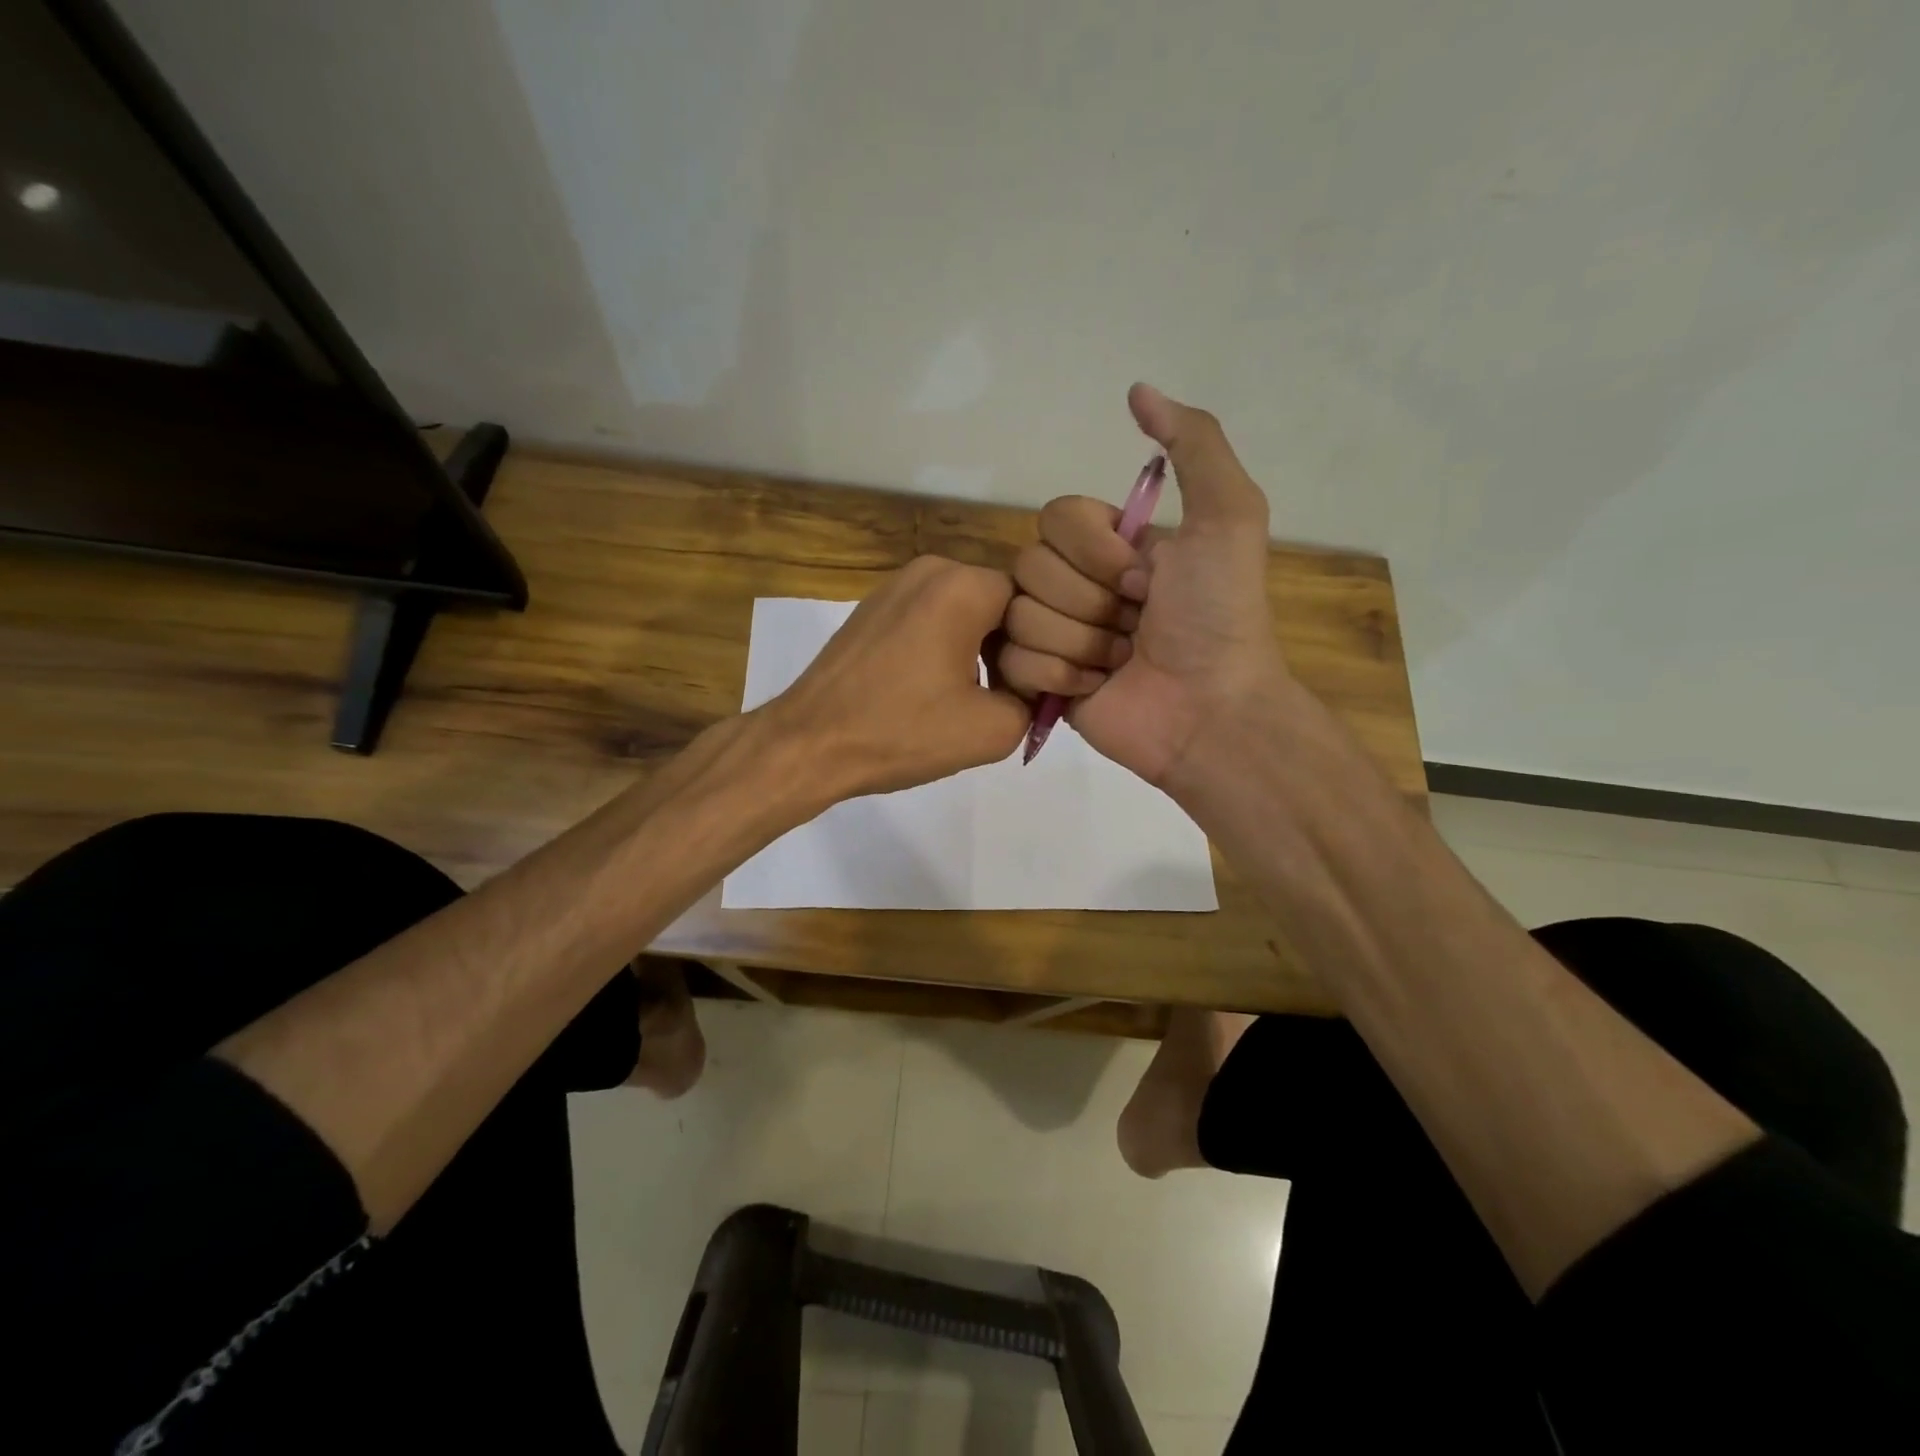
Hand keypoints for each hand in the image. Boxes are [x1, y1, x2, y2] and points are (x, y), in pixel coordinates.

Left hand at [762, 555, 1029, 798]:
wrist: (810, 743)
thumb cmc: (902, 731)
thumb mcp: (993, 729)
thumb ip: (1034, 700)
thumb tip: (1032, 687)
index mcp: (962, 586)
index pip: (1033, 602)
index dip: (1042, 646)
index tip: (1030, 687)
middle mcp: (930, 569)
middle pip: (998, 601)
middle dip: (1009, 646)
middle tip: (1005, 696)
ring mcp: (894, 586)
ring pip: (964, 610)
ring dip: (977, 648)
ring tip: (967, 698)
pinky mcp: (872, 609)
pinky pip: (929, 617)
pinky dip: (943, 646)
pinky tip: (931, 689)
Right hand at [998, 384, 1287, 786]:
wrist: (1209, 710)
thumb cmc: (1218, 616)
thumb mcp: (1227, 516)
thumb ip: (1193, 444)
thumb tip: (1137, 389)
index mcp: (1111, 546)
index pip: (1053, 518)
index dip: (1092, 549)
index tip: (1143, 577)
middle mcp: (1077, 585)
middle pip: (1028, 566)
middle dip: (1089, 601)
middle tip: (1136, 625)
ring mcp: (1054, 635)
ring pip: (1017, 614)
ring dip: (1079, 641)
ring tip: (1120, 661)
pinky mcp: (1038, 682)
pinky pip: (1010, 661)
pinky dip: (1058, 675)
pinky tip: (1096, 687)